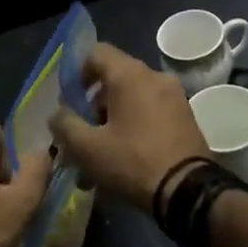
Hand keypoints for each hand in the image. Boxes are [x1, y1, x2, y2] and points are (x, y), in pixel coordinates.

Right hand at [49, 43, 209, 207]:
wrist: (190, 193)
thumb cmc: (133, 162)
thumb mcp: (87, 147)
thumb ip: (64, 124)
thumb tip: (58, 114)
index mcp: (130, 75)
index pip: (96, 53)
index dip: (77, 73)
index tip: (69, 102)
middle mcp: (155, 77)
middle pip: (113, 80)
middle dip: (92, 107)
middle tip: (81, 136)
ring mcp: (175, 98)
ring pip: (132, 101)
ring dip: (111, 123)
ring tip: (98, 159)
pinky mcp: (186, 119)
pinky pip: (150, 114)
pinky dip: (133, 129)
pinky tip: (123, 162)